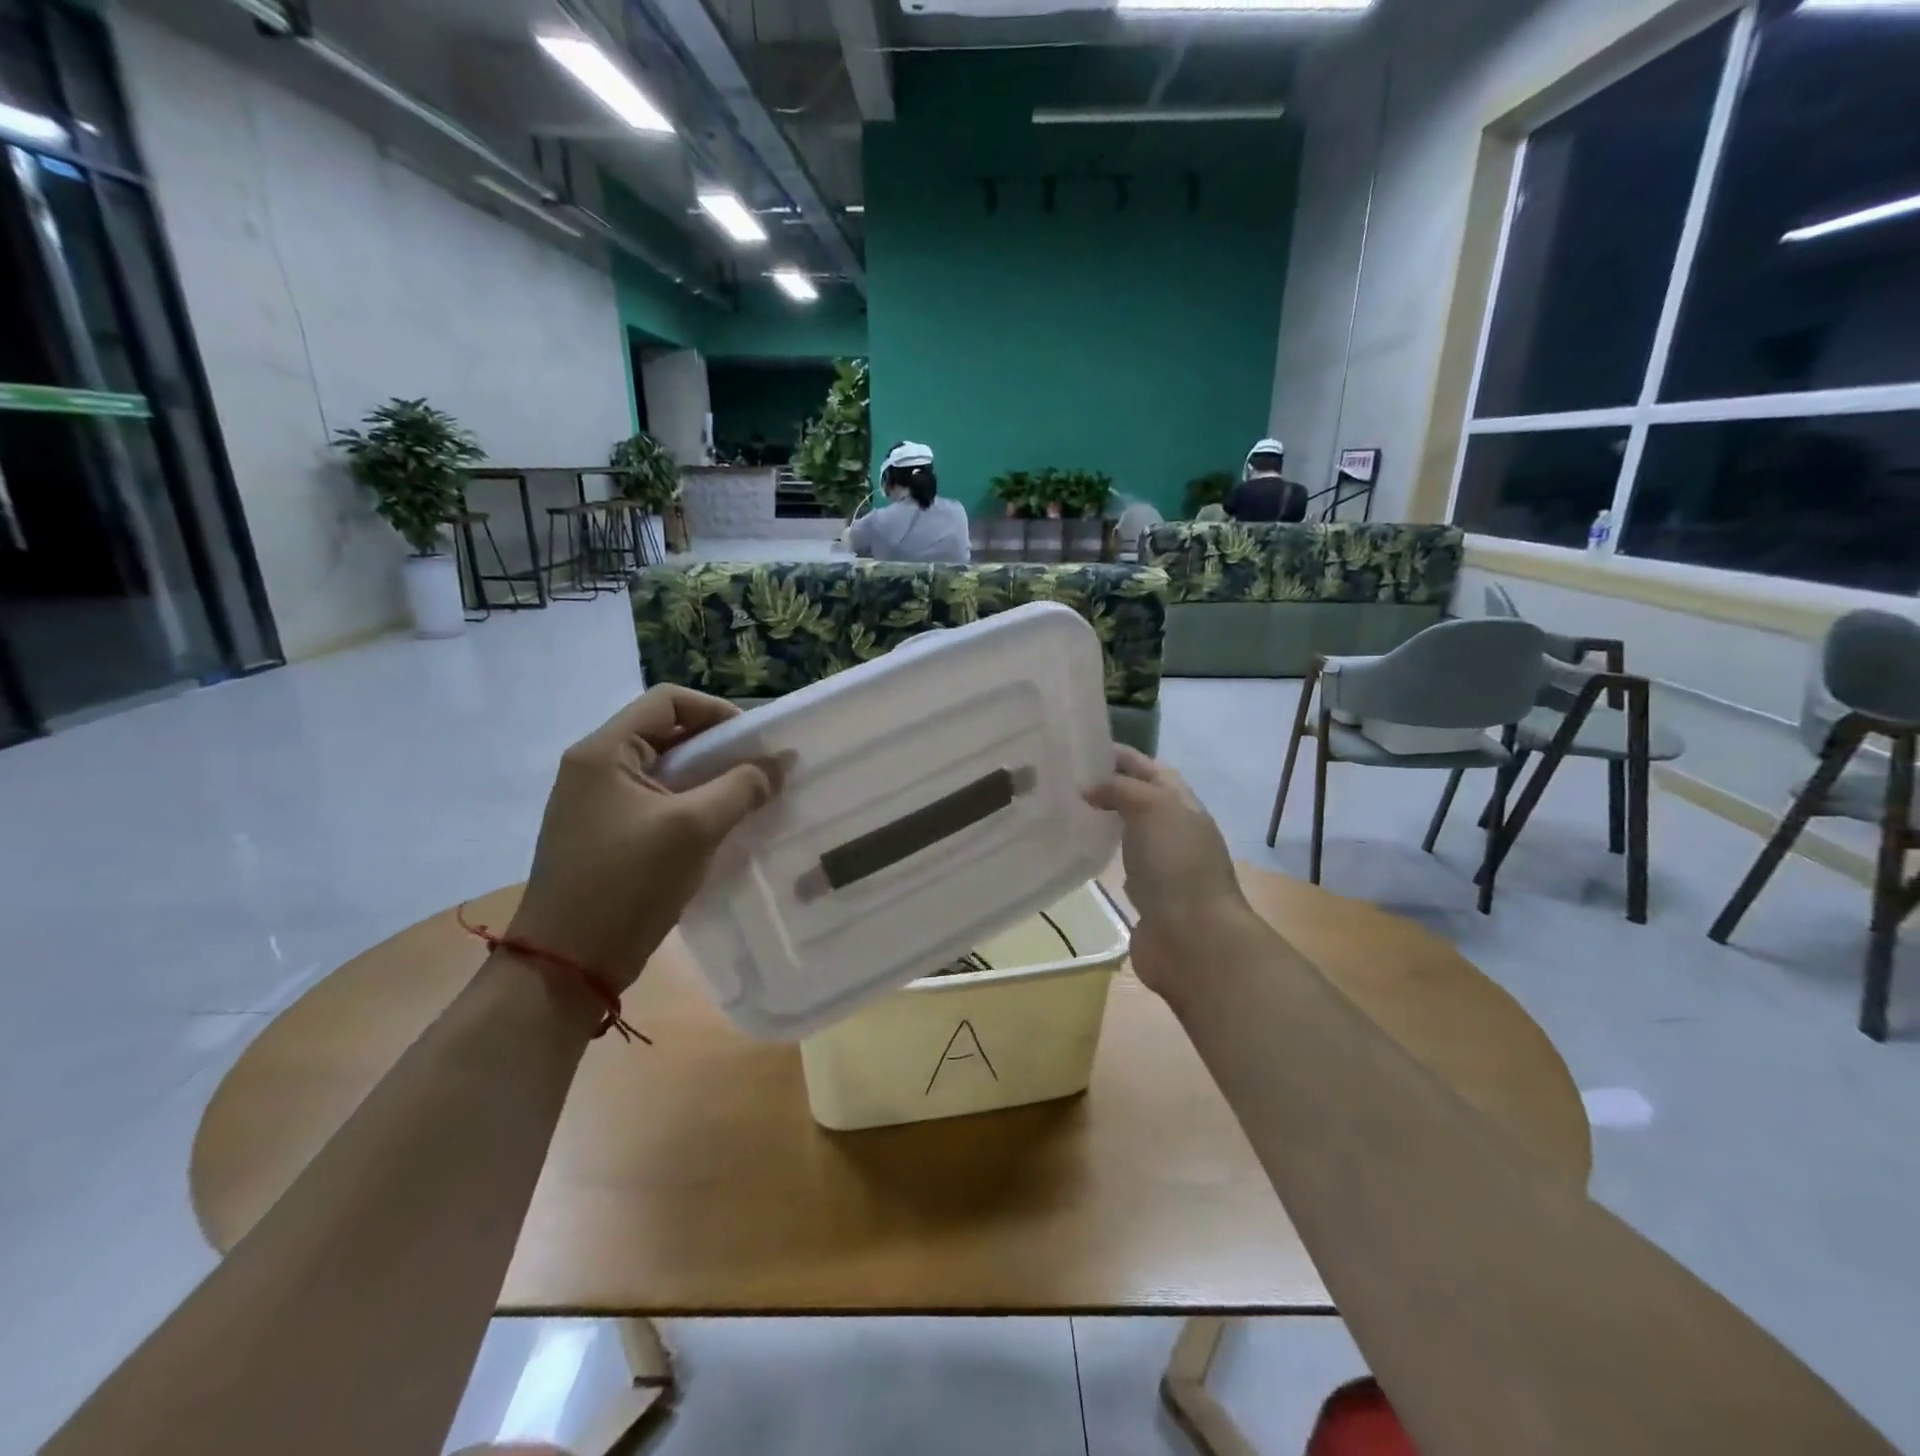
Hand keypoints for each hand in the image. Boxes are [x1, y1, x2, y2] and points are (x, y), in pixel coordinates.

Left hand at [507, 686, 778, 991]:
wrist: (569, 964)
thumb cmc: (627, 884)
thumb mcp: (693, 829)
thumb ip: (741, 787)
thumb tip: (780, 763)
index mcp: (603, 752)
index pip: (667, 701)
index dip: (716, 711)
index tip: (755, 742)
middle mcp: (596, 768)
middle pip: (667, 734)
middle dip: (718, 749)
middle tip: (760, 771)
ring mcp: (598, 804)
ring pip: (666, 772)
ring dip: (709, 780)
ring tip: (749, 799)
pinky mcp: (608, 835)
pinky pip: (658, 803)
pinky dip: (693, 806)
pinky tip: (722, 828)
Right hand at [1086, 746, 1257, 997]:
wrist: (1194, 939)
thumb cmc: (1177, 865)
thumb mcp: (1153, 808)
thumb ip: (1121, 789)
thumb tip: (1090, 790)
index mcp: (1181, 803)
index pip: (1148, 767)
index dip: (1118, 755)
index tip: (1077, 746)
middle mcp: (1172, 828)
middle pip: (1137, 797)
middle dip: (1105, 785)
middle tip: (1061, 777)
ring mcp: (1160, 863)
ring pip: (1127, 830)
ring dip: (1102, 818)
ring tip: (1062, 808)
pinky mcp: (1145, 894)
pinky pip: (1119, 862)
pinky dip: (1102, 852)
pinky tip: (1078, 849)